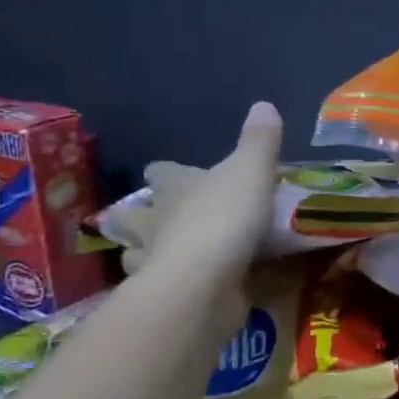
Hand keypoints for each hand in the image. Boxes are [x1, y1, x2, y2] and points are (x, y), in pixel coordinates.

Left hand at [141, 102, 283, 290]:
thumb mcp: (252, 171)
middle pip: (134, 212)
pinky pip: (161, 285)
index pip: (161, 173)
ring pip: (136, 251)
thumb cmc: (225, 219)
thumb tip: (264, 104)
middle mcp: (156, 220)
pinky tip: (184, 286)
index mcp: (175, 187)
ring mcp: (155, 259)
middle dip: (140, 214)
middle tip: (160, 218)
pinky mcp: (165, 294)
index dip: (166, 173)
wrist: (203, 283)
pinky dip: (169, 284)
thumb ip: (260, 142)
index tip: (169, 175)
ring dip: (146, 251)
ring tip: (166, 254)